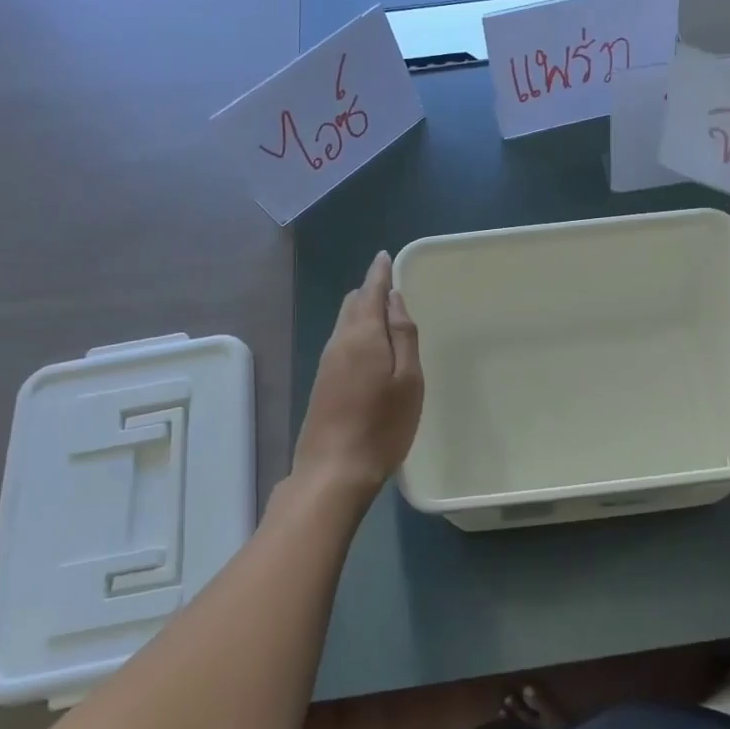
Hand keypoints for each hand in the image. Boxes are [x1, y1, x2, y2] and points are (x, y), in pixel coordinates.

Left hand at [291, 251, 423, 497]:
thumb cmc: (382, 426)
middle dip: (370, 290)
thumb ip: (403, 335)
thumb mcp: (408, 379)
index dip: (379, 273)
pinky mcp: (322, 382)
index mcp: (363, 336)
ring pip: (344, 322)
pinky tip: (370, 346)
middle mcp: (339, 342)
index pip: (370, 291)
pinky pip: (340, 341)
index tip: (386, 257)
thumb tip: (394, 298)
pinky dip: (356, 331)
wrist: (333, 471)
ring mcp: (326, 363)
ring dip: (362, 311)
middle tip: (391, 286)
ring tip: (384, 312)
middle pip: (353, 304)